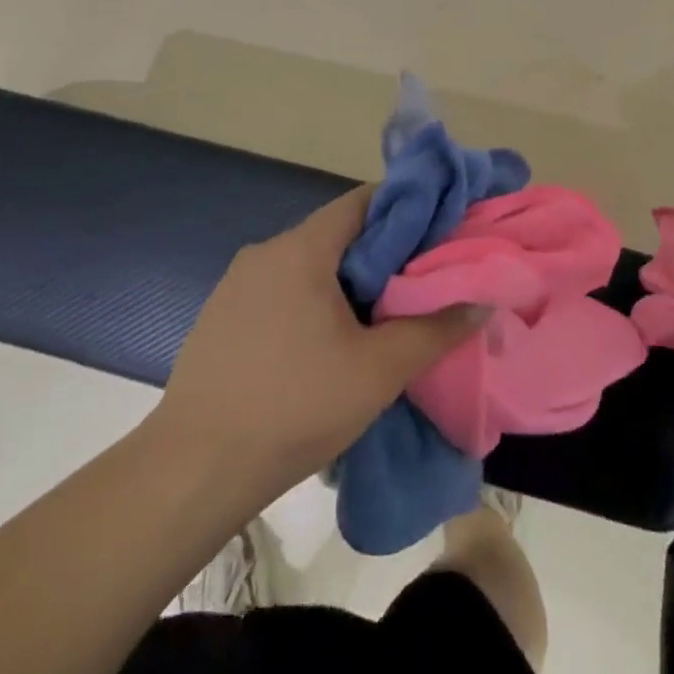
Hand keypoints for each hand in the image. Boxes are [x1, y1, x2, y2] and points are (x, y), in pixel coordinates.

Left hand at [141, 185, 484, 509]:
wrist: (192, 472)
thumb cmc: (294, 407)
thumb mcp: (378, 370)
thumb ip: (435, 330)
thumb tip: (482, 301)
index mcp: (302, 248)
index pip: (364, 201)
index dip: (407, 209)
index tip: (440, 234)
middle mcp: (266, 251)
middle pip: (338, 233)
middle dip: (382, 254)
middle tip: (418, 285)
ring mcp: (236, 284)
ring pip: (308, 264)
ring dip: (346, 282)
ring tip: (379, 320)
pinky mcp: (220, 317)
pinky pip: (280, 291)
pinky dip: (311, 302)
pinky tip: (324, 348)